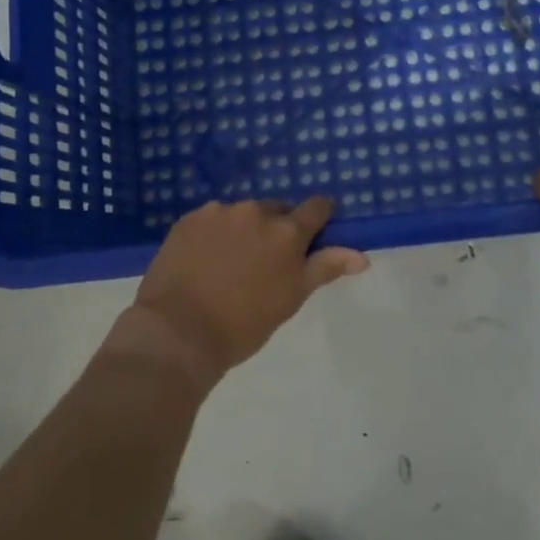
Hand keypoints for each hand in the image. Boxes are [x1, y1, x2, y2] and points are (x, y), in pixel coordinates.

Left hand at [126, 197, 367, 385]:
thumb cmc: (244, 324)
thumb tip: (362, 256)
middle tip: (267, 260)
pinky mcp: (189, 219)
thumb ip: (325, 268)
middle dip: (277, 228)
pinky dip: (215, 233)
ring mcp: (219, 212)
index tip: (318, 229)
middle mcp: (255, 212)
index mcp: (287, 231)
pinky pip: (212, 219)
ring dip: (244, 229)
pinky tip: (205, 259)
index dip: (320, 216)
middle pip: (276, 210)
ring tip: (231, 263)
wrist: (178, 332)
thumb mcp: (291, 298)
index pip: (316, 207)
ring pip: (242, 214)